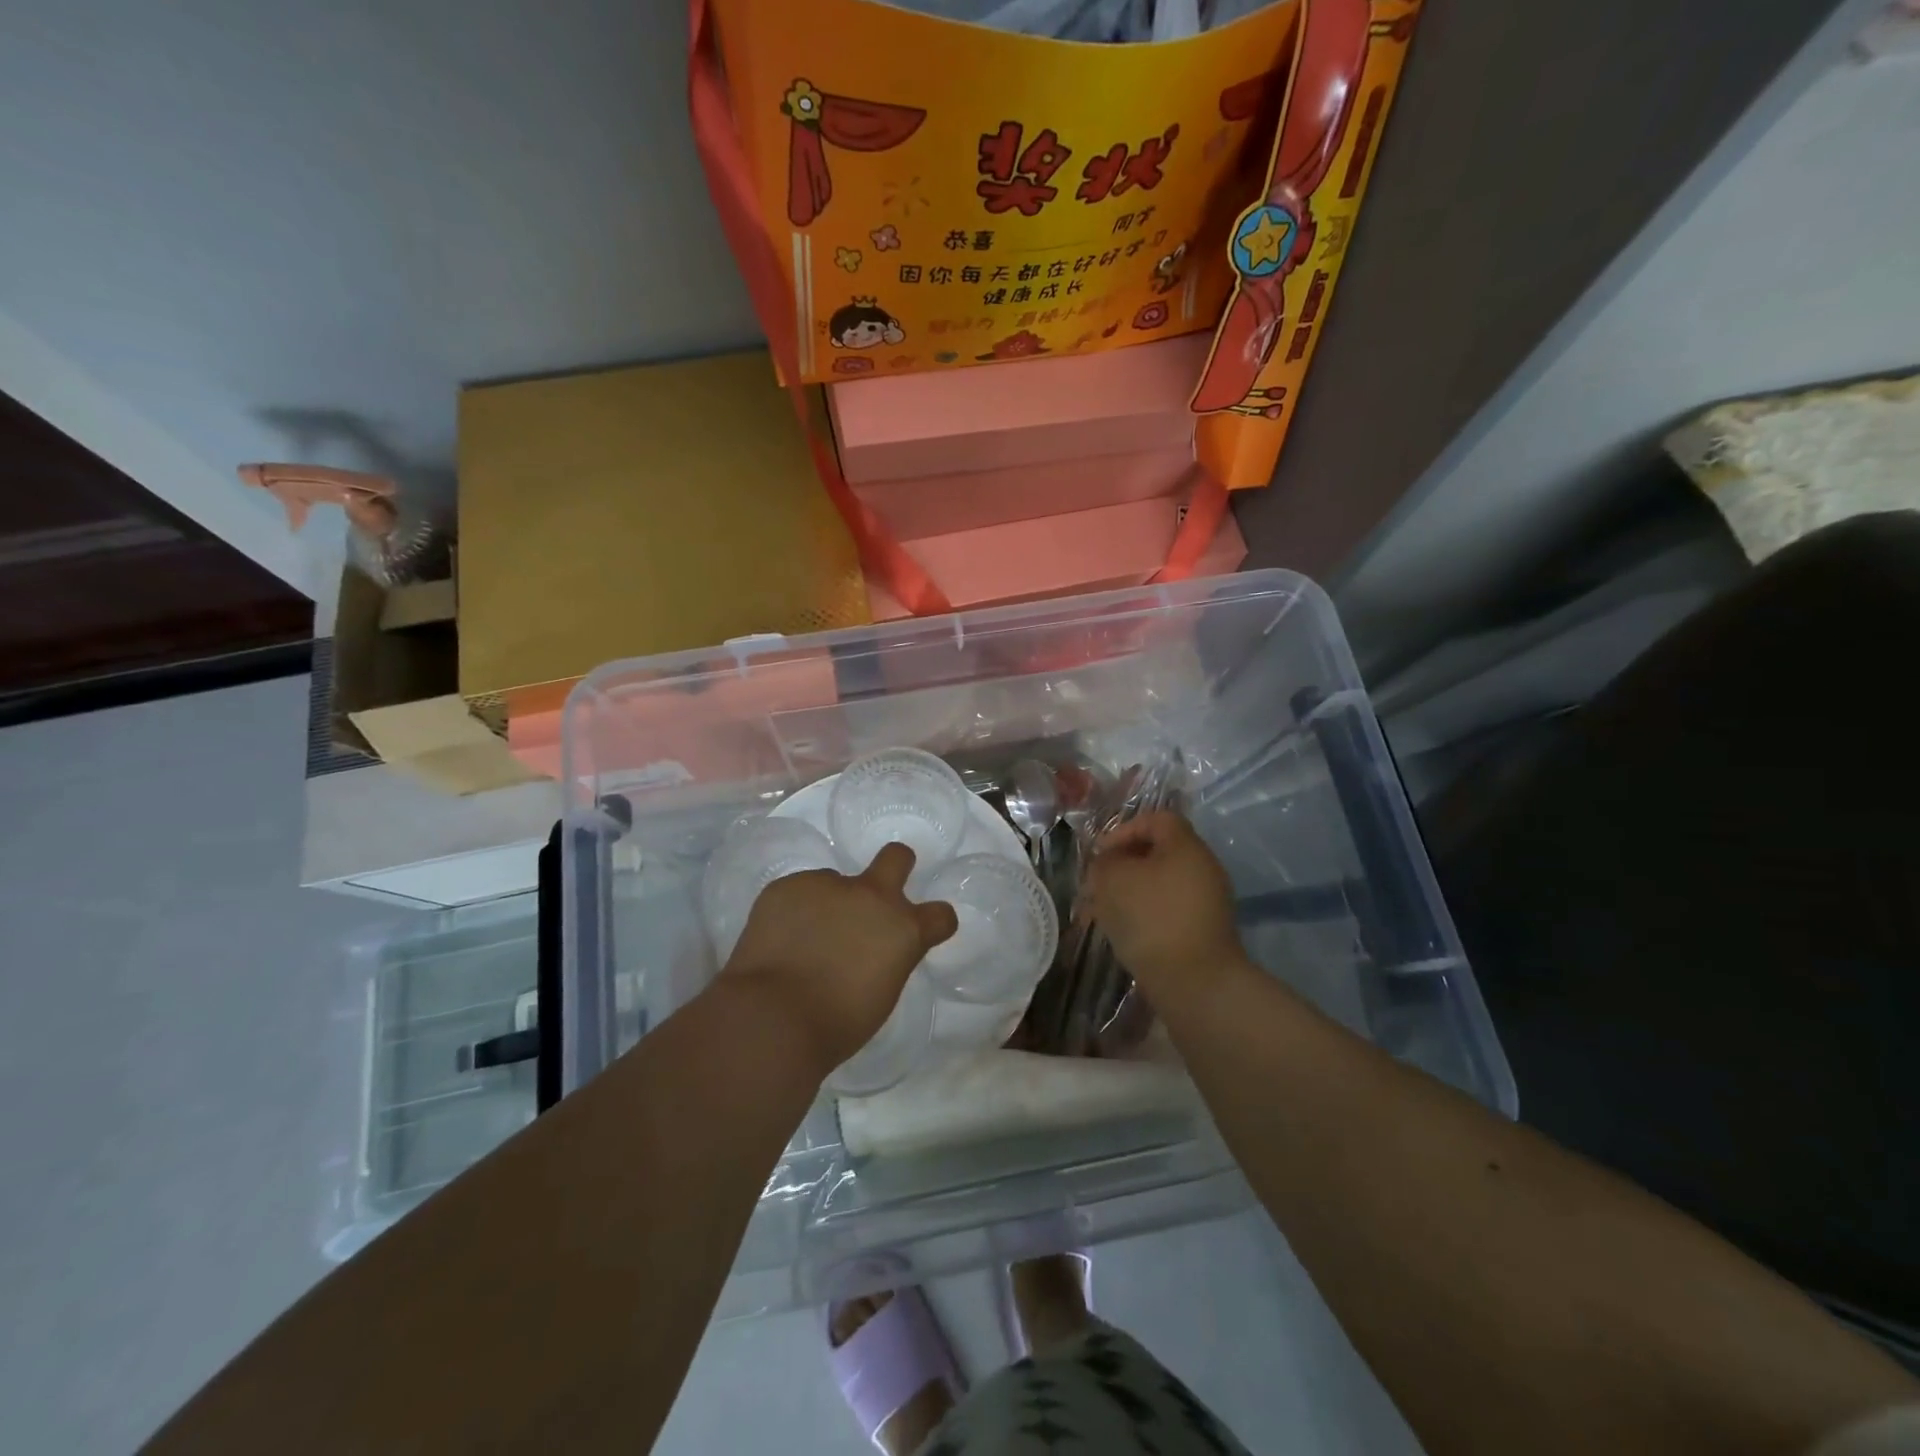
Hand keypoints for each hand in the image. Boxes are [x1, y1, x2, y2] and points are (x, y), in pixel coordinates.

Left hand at [722, 843, 957, 1072]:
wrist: (772, 1017)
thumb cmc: (836, 1024)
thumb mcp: (882, 993)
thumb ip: (887, 958)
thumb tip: (873, 948)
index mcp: (903, 930)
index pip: (941, 915)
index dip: (935, 921)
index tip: (923, 929)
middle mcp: (872, 897)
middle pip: (897, 857)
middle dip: (895, 865)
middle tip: (875, 894)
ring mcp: (828, 885)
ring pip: (834, 882)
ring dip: (828, 904)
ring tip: (802, 940)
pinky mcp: (788, 885)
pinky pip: (798, 893)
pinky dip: (793, 912)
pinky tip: (779, 941)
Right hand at [1084, 811, 1245, 1005]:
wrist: (1195, 983)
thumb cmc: (1152, 918)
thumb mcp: (1113, 880)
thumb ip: (1104, 863)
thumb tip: (1108, 864)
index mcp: (1186, 846)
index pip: (1156, 819)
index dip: (1123, 830)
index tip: (1100, 855)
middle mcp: (1202, 868)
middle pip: (1157, 854)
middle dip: (1122, 866)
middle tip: (1096, 886)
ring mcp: (1207, 902)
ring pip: (1159, 885)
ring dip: (1129, 894)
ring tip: (1100, 914)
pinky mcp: (1204, 932)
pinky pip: (1167, 911)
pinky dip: (1144, 916)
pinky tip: (1122, 935)